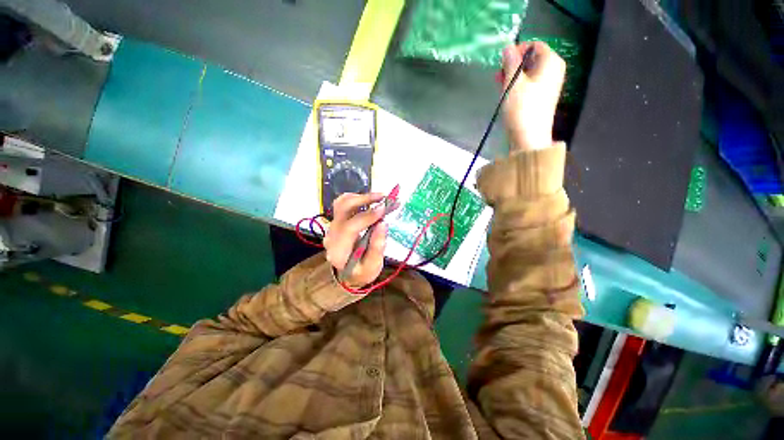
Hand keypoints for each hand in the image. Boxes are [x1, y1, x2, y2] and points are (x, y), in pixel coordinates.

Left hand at [323, 192, 387, 288]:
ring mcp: (332, 227)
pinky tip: (370, 202)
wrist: (350, 273)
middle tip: (383, 197)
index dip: (367, 216)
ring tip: (379, 197)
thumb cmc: (362, 272)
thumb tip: (383, 223)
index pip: (350, 228)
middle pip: (342, 209)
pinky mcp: (337, 221)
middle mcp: (332, 235)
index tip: (384, 208)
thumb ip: (377, 247)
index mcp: (339, 250)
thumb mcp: (373, 266)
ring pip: (341, 203)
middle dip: (363, 199)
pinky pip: (344, 205)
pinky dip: (358, 199)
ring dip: (360, 197)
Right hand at [500, 41, 565, 152]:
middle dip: (513, 65)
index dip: (517, 51)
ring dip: (512, 77)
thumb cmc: (522, 108)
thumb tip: (508, 47)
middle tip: (498, 76)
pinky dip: (517, 86)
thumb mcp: (513, 83)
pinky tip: (506, 94)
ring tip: (500, 86)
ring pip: (528, 73)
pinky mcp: (541, 98)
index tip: (503, 63)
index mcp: (551, 62)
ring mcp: (548, 85)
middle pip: (531, 59)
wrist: (529, 138)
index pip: (534, 45)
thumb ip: (510, 62)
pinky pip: (529, 85)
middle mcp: (553, 70)